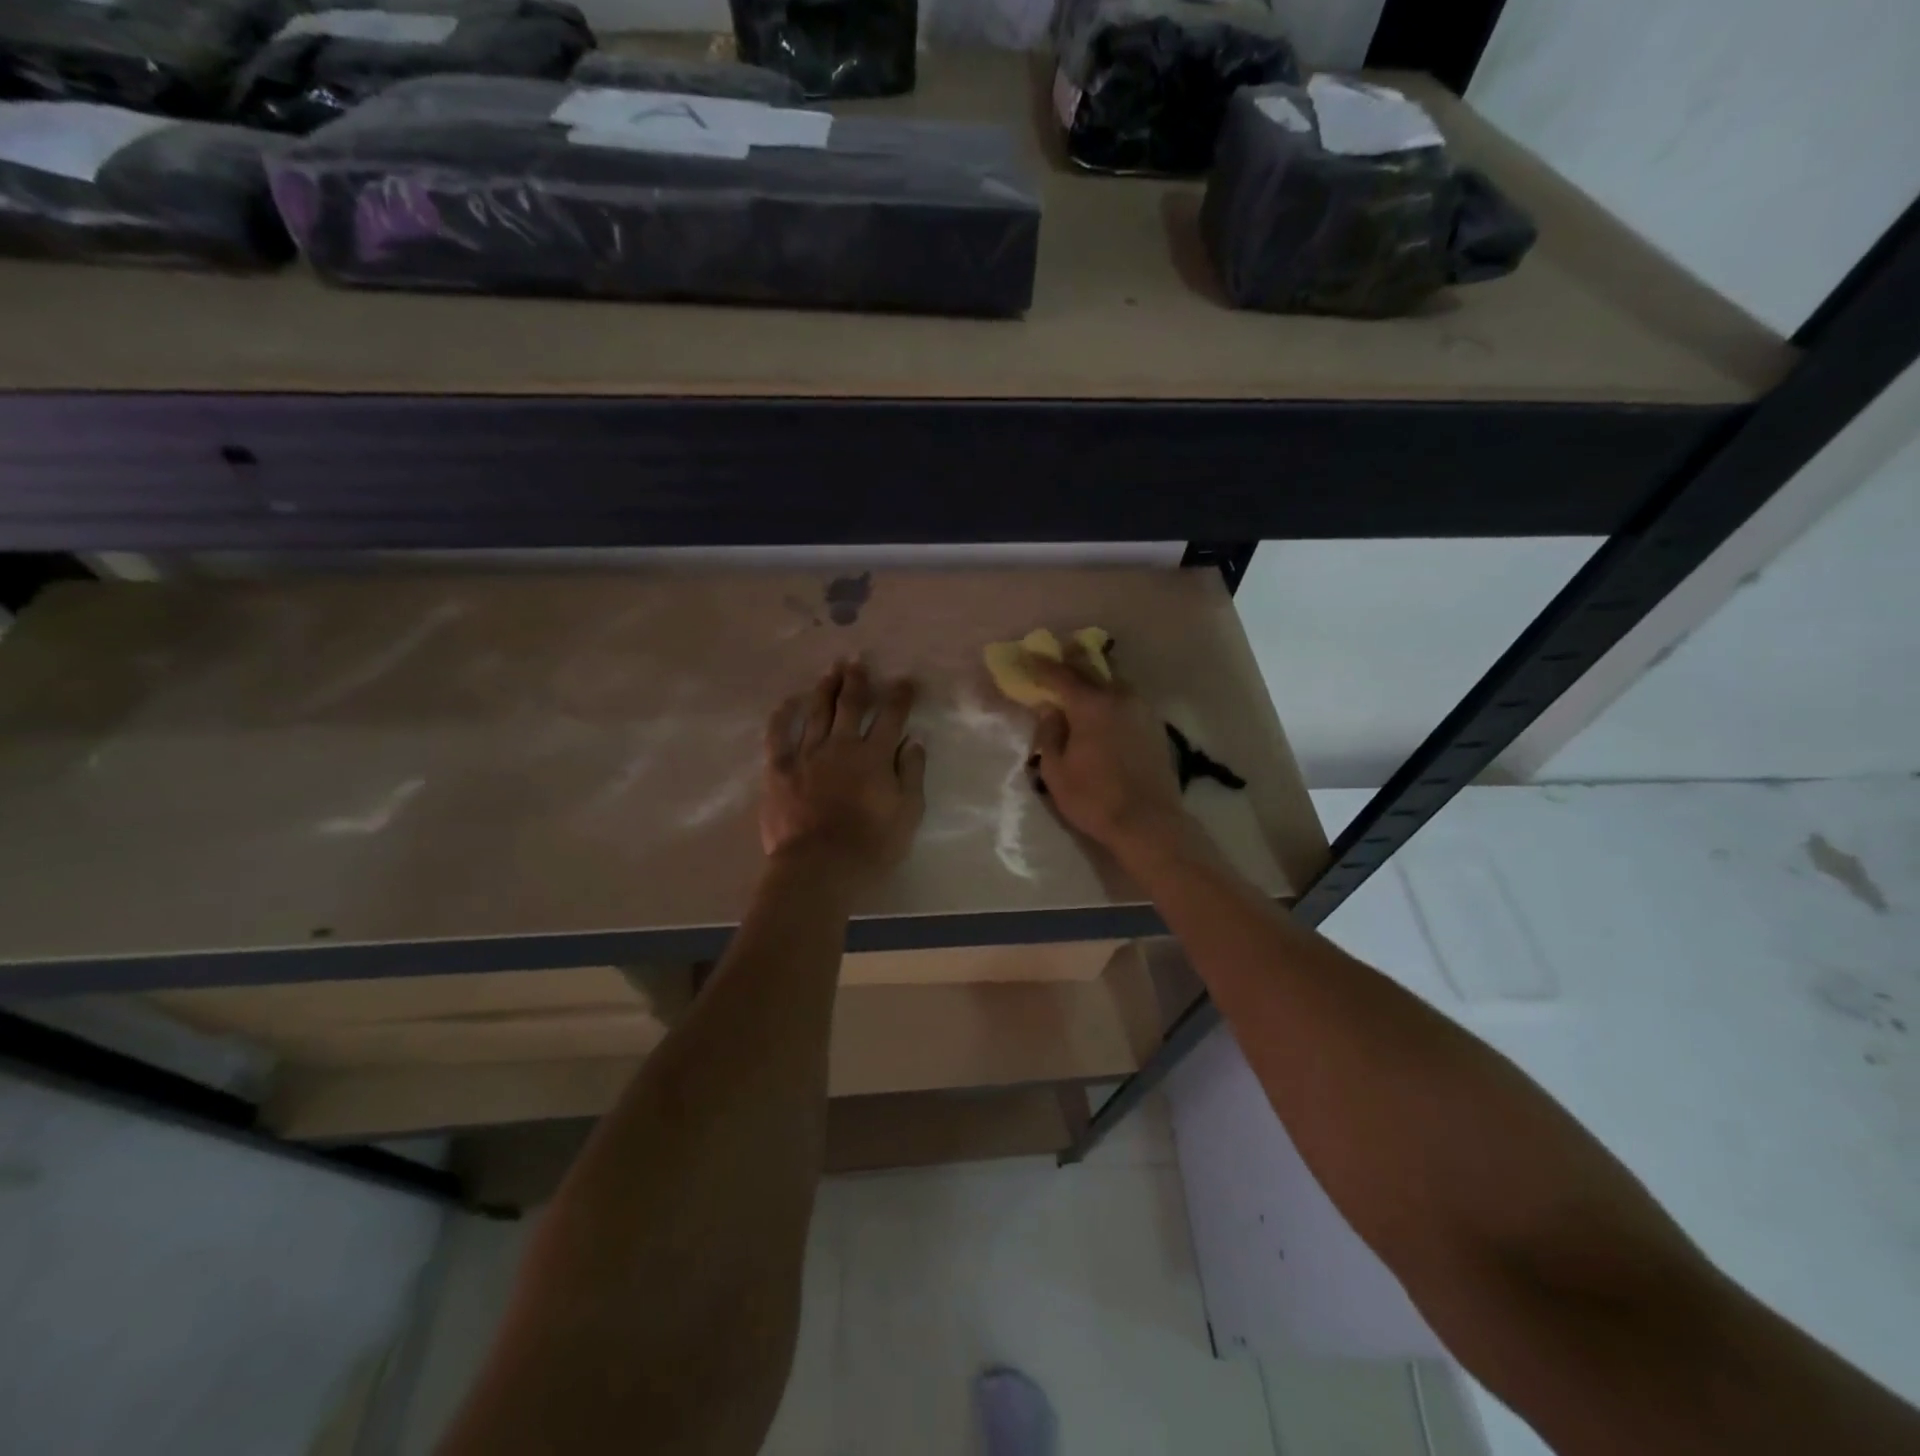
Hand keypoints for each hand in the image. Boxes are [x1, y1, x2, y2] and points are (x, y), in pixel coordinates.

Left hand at [762, 660, 925, 880]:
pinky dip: (783, 716)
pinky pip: (778, 735)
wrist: (819, 869)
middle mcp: (841, 746)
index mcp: (875, 756)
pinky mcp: (778, 769)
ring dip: (825, 688)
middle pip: (851, 705)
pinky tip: (787, 702)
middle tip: (858, 661)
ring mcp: (807, 754)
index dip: (900, 696)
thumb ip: (911, 774)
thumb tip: (913, 741)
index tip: (905, 680)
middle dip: (857, 680)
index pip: (891, 717)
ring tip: (831, 671)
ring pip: (817, 712)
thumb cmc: (871, 846)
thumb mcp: (907, 813)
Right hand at [1023, 645, 1190, 856]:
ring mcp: (1141, 709)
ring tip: (1078, 682)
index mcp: (1091, 704)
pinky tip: (1102, 708)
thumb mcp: (1055, 770)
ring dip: (1094, 677)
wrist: (1149, 823)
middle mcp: (1119, 697)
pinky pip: (1127, 699)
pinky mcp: (1154, 725)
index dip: (1041, 666)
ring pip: (1114, 680)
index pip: (1061, 675)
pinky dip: (1110, 696)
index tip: (1027, 657)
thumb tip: (1049, 710)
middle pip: (1092, 668)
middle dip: (1071, 661)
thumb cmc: (1094, 798)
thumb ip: (1048, 734)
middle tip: (1054, 658)